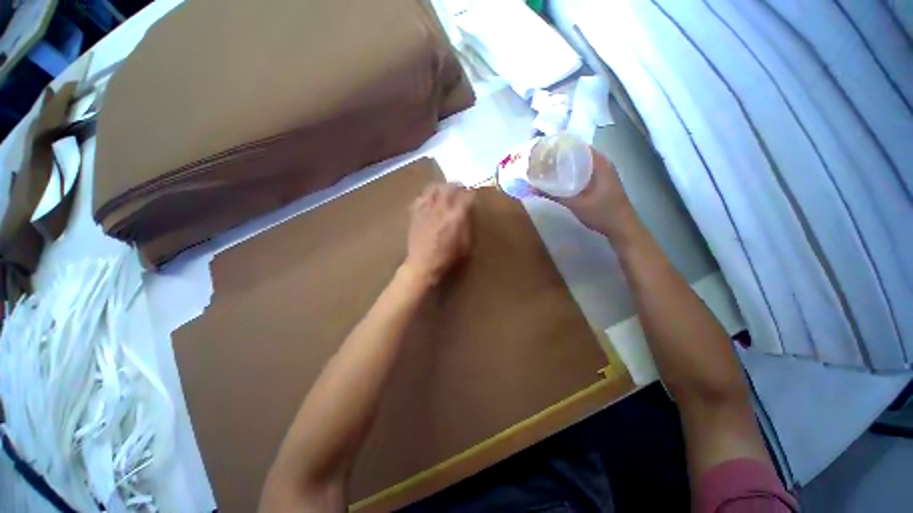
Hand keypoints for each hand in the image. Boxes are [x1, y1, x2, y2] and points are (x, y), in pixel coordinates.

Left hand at [403, 183, 474, 285]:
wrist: (423, 264)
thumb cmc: (447, 257)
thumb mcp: (466, 245)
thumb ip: (467, 226)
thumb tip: (467, 213)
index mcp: (456, 217)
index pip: (466, 196)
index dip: (471, 193)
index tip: (472, 194)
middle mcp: (441, 208)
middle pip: (450, 187)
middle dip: (457, 185)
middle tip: (460, 188)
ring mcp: (426, 209)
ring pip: (434, 188)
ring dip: (442, 187)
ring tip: (445, 190)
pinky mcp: (415, 213)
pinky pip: (420, 197)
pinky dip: (427, 195)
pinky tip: (429, 200)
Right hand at [538, 149, 637, 239]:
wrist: (622, 227)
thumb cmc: (602, 213)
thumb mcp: (576, 204)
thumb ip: (554, 195)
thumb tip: (531, 188)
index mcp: (599, 162)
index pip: (576, 145)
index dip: (559, 146)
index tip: (542, 150)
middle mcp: (602, 163)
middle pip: (577, 153)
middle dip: (559, 156)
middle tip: (540, 161)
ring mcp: (603, 172)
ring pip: (580, 162)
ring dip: (565, 164)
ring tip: (546, 168)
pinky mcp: (601, 181)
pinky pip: (583, 171)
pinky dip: (571, 172)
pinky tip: (559, 180)